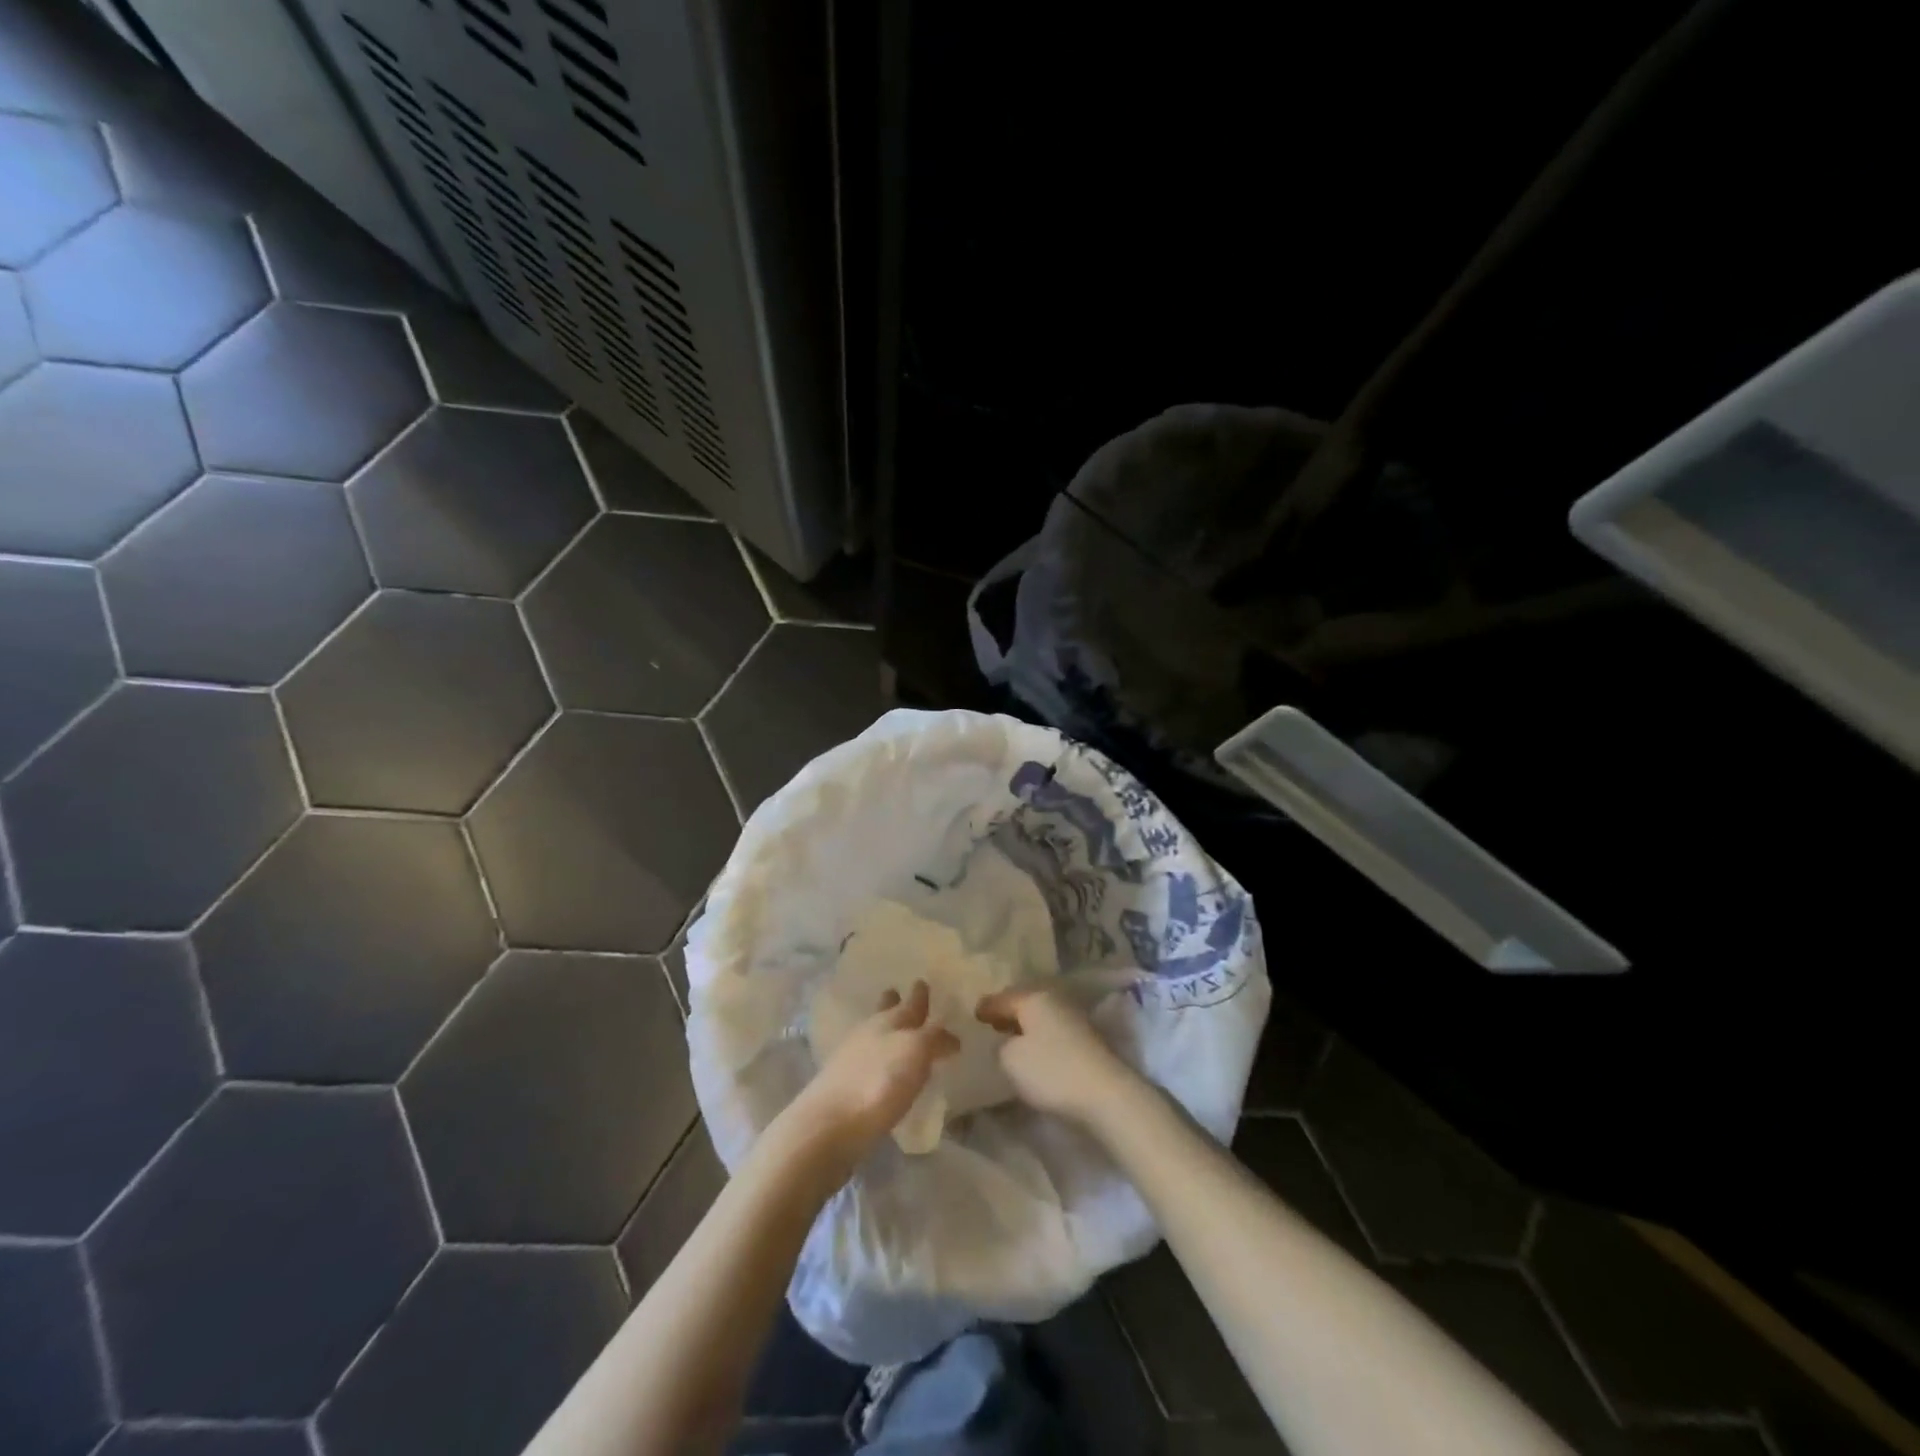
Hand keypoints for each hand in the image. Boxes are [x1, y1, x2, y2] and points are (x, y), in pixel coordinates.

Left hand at [783, 981, 959, 1171]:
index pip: (911, 1003)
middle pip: (884, 1012)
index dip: (919, 995)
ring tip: (894, 1031)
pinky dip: (876, 1058)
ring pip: (872, 1034)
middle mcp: (869, 1033)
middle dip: (894, 1003)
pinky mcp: (842, 1085)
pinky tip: (881, 1068)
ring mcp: (851, 1058)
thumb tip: (950, 1036)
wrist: (829, 1124)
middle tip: (899, 994)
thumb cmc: (879, 1083)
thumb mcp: (916, 1053)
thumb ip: (934, 1039)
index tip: (923, 983)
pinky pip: (865, 1061)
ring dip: (884, 1029)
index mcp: (890, 1021)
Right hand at [976, 986, 1140, 1130]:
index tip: (973, 1014)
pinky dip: (1040, 1037)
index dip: (986, 1007)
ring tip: (1010, 1038)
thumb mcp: (1010, 1060)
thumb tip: (1005, 1041)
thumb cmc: (1051, 1071)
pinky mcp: (1086, 1041)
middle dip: (1007, 1013)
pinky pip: (1053, 1031)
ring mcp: (1074, 1019)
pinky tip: (1034, 1051)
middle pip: (1024, 1003)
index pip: (1002, 998)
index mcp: (1034, 998)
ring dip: (1025, 1026)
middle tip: (990, 1024)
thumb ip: (1000, 1046)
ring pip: (1041, 1017)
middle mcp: (1055, 1001)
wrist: (1105, 1095)